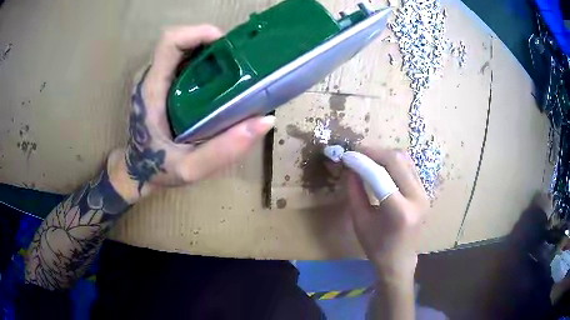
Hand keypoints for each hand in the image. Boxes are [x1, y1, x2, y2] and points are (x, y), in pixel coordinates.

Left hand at [117, 25, 274, 197]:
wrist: (136, 172)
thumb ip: (224, 150)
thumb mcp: (190, 169)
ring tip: (231, 69)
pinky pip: (181, 60)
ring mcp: (153, 78)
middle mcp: (150, 77)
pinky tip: (217, 79)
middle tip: (236, 60)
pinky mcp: (158, 83)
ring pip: (181, 48)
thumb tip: (265, 120)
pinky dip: (201, 61)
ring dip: (207, 51)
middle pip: (179, 40)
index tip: (226, 45)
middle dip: (209, 42)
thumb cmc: (158, 169)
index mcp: (152, 90)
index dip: (198, 33)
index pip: (170, 42)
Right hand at [346, 148, 427, 281]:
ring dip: (384, 154)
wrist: (400, 259)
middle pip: (396, 160)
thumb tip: (350, 168)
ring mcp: (424, 193)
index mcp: (400, 212)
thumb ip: (355, 192)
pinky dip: (393, 161)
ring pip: (405, 159)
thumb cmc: (376, 246)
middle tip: (356, 151)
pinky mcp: (425, 191)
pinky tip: (380, 164)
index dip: (361, 162)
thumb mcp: (360, 220)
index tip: (346, 155)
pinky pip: (409, 167)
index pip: (380, 176)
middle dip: (374, 152)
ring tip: (366, 156)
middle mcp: (417, 198)